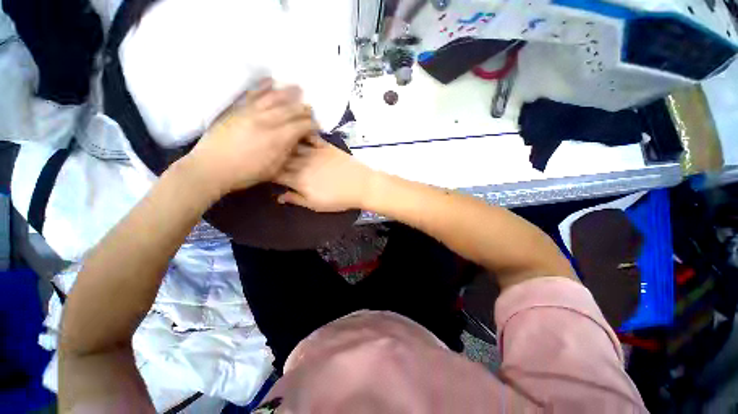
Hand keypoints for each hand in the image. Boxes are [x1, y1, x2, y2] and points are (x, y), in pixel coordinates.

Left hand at [185, 79, 316, 196]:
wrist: (211, 168)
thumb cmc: (246, 173)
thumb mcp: (273, 169)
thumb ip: (287, 153)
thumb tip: (295, 141)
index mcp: (277, 139)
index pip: (300, 127)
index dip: (311, 125)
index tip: (317, 125)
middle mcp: (266, 122)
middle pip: (289, 110)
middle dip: (303, 109)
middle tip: (310, 108)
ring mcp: (251, 113)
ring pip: (273, 98)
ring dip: (287, 93)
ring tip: (297, 88)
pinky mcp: (237, 109)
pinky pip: (252, 94)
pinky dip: (262, 86)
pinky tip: (270, 80)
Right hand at [275, 135, 375, 211]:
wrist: (361, 186)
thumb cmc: (339, 200)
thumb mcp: (316, 205)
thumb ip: (297, 199)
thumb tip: (279, 197)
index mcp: (298, 181)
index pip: (276, 174)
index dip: (268, 172)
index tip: (264, 170)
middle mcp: (302, 164)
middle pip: (282, 159)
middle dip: (273, 157)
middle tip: (267, 154)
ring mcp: (314, 153)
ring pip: (293, 146)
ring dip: (284, 143)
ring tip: (277, 140)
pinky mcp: (326, 146)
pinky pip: (311, 137)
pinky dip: (302, 134)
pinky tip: (296, 130)